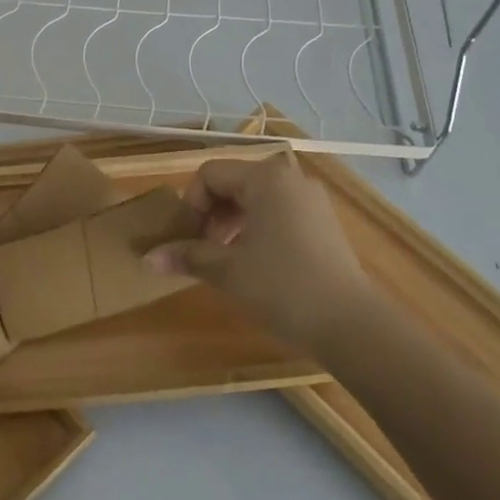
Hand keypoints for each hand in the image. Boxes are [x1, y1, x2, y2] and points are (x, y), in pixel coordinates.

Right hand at [144, 152, 369, 352]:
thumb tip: (147, 257)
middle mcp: (289, 178)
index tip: (186, 239)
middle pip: (233, 183)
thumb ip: (187, 256)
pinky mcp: (323, 223)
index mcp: (265, 178)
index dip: (190, 204)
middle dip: (210, 214)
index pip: (210, 174)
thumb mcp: (227, 270)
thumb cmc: (283, 287)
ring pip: (256, 199)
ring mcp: (311, 200)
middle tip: (201, 250)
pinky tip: (254, 264)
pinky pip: (278, 212)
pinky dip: (256, 229)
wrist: (352, 325)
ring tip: (224, 259)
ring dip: (231, 223)